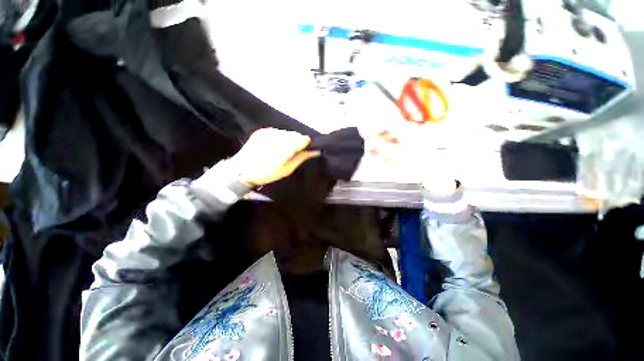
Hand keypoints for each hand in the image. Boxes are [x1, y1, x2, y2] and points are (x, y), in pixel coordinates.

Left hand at [231, 128, 319, 186]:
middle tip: (290, 154)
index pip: (304, 139)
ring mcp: (269, 131)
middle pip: (296, 134)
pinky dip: (278, 138)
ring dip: (287, 140)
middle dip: (296, 142)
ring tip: (280, 151)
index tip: (302, 152)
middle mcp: (279, 135)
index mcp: (286, 146)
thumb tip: (314, 151)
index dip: (305, 145)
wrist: (242, 170)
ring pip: (287, 132)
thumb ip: (301, 158)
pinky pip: (277, 132)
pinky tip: (272, 147)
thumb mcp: (287, 169)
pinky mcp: (262, 130)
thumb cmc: (267, 173)